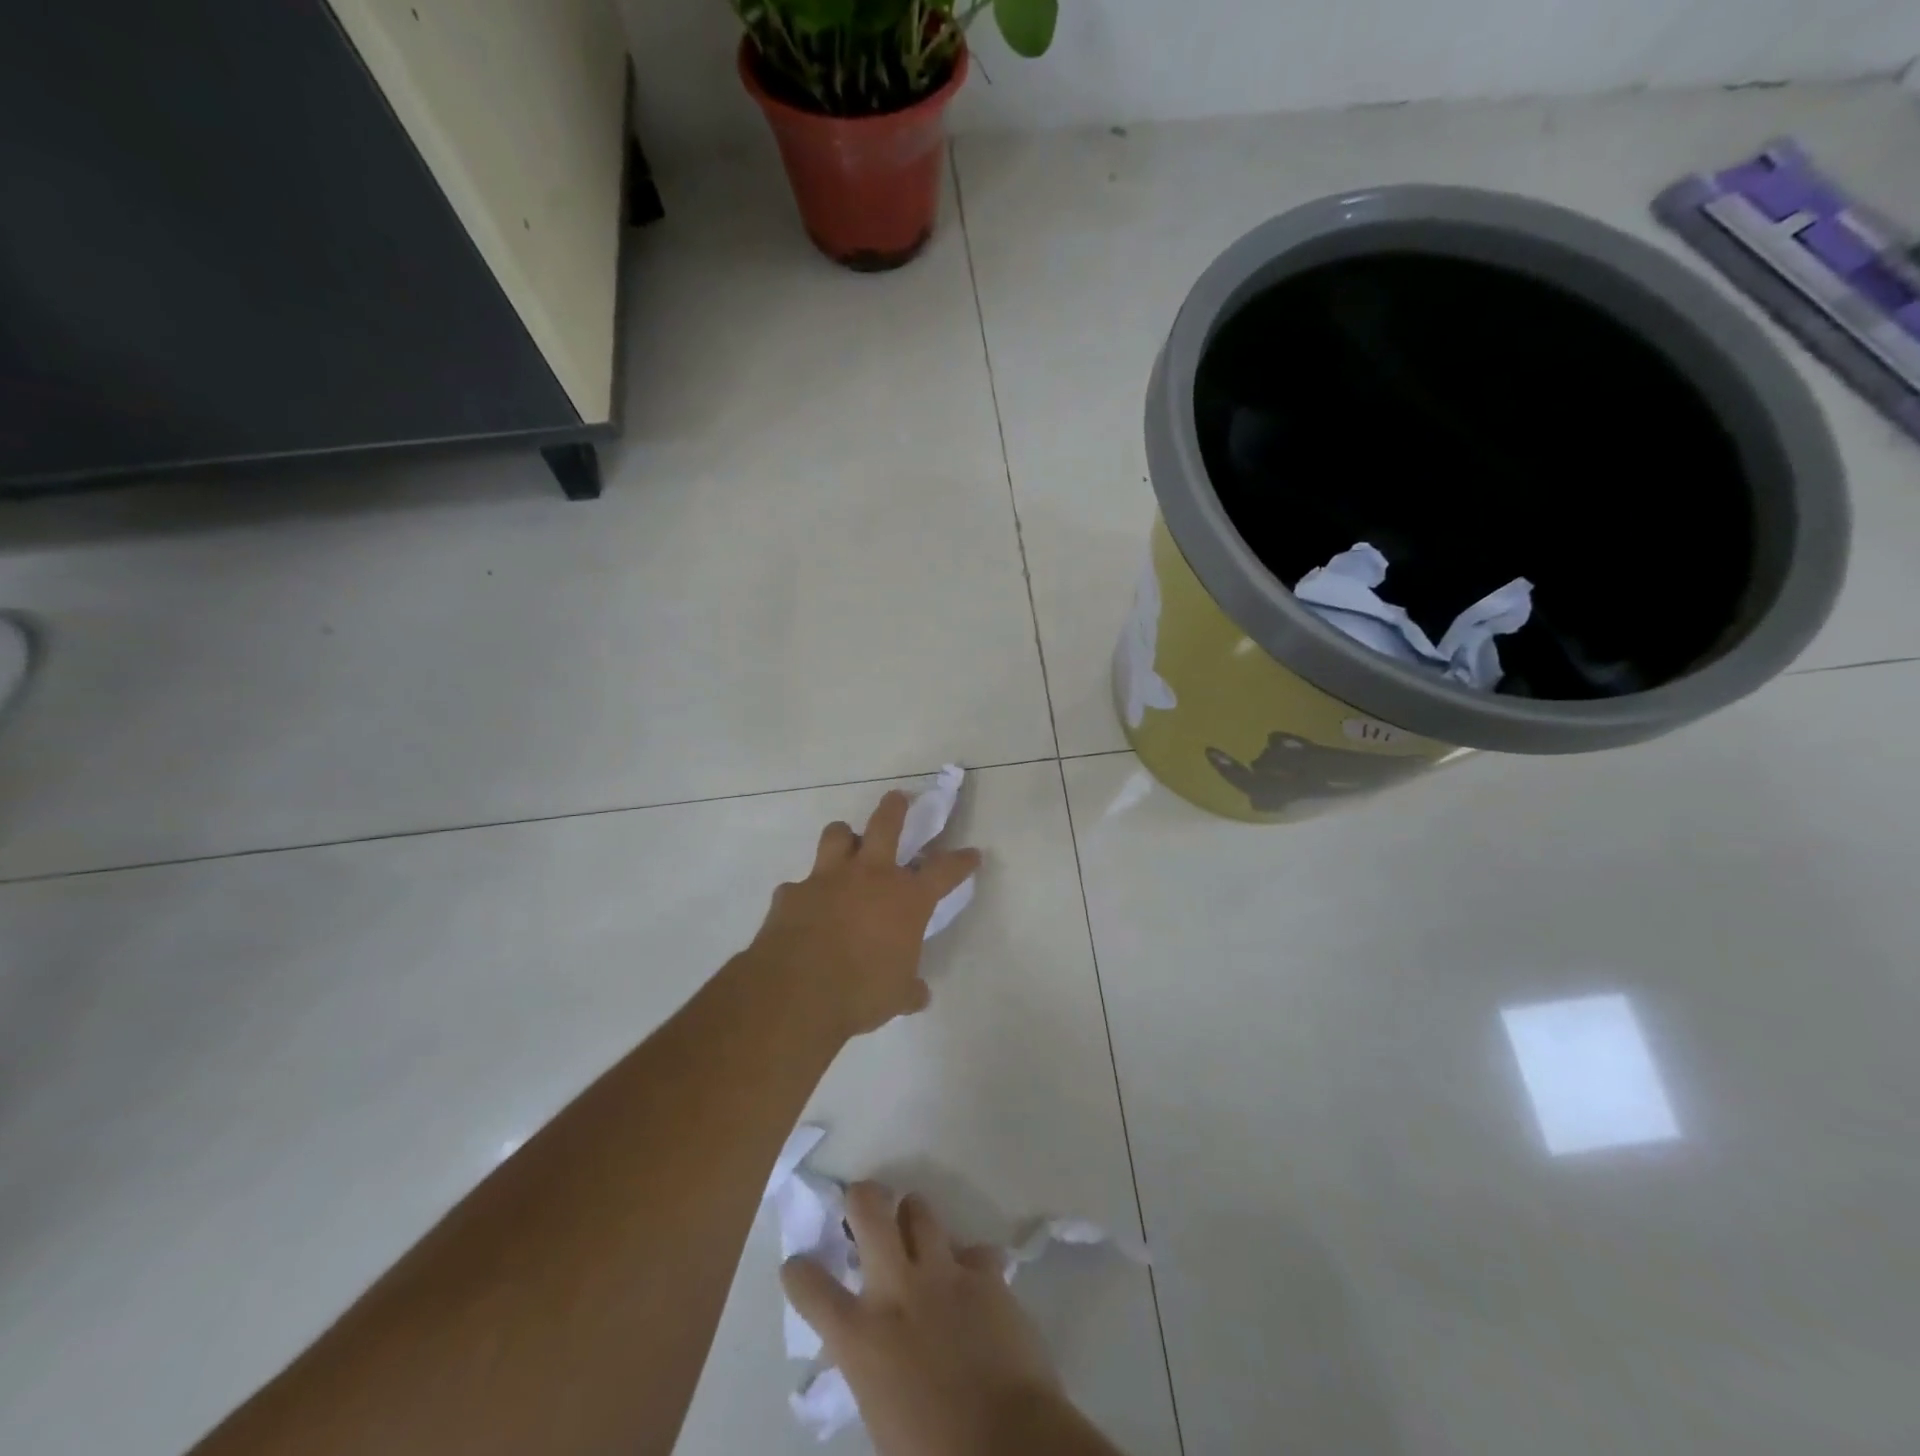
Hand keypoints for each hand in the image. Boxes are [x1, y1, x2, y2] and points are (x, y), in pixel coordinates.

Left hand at [748, 790, 979, 1041]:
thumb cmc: (861, 992)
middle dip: (895, 808)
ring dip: (844, 838)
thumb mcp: (896, 995)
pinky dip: (806, 893)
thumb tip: (917, 994)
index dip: (960, 861)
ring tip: (846, 845)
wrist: (796, 992)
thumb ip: (908, 988)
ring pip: (837, 835)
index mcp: (906, 898)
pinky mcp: (791, 892)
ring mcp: (826, 878)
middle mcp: (869, 876)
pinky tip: (805, 909)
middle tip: (898, 798)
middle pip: (885, 824)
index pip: (943, 871)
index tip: (971, 853)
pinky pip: (800, 884)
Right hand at [781, 1183, 1061, 1455]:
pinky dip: (970, 1262)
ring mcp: (943, 1273)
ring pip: (920, 1210)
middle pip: (869, 1210)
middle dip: (863, 1198)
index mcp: (860, 1338)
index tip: (799, 1265)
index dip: (799, 1272)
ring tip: (918, 1232)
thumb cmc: (932, 1452)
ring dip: (914, 1218)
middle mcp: (896, 1289)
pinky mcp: (985, 1273)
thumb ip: (871, 1363)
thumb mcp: (879, 1410)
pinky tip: (976, 1280)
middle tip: (864, 1204)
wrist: (1006, 1445)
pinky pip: (974, 1250)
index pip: (811, 1288)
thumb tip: (873, 1348)